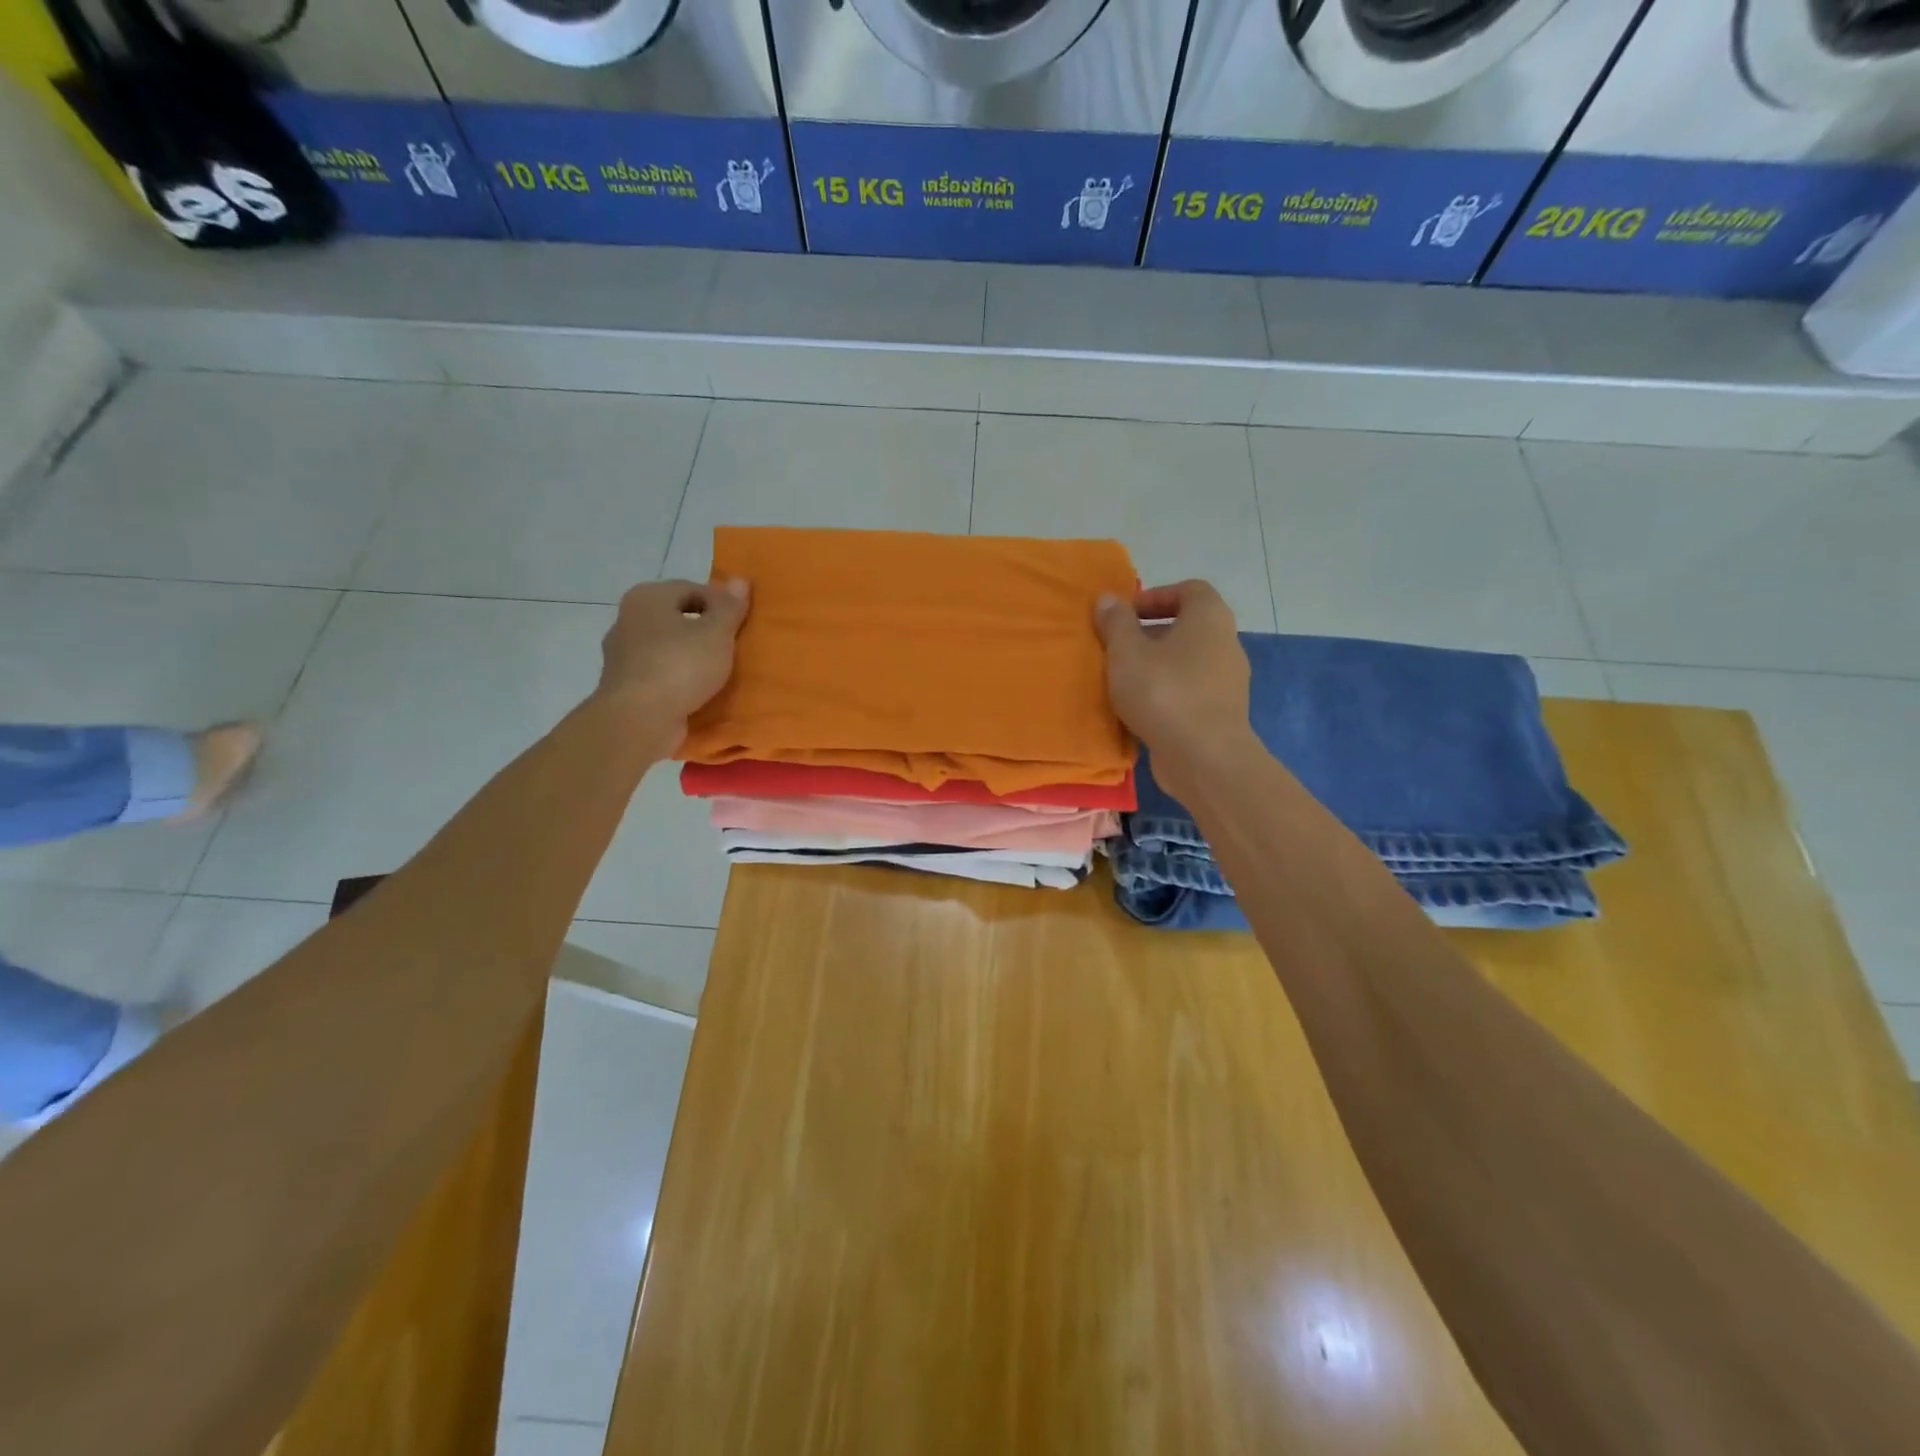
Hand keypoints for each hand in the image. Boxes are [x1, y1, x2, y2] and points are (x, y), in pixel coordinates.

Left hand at [597, 578, 749, 751]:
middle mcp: (628, 618)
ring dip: (690, 656)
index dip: (720, 604)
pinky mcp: (624, 684)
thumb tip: (740, 579)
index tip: (740, 625)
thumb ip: (729, 607)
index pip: (692, 588)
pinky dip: (677, 678)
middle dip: (704, 630)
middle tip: (731, 647)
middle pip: (677, 617)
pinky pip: (659, 673)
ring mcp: (622, 654)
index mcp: (647, 597)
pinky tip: (696, 691)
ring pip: (667, 646)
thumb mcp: (716, 633)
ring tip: (717, 671)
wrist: (639, 719)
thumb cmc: (680, 666)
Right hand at [1094, 580, 1251, 771]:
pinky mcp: (1222, 713)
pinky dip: (1167, 693)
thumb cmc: (1164, 692)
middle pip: (1188, 627)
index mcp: (1209, 617)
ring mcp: (1228, 681)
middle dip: (1151, 634)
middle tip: (1119, 648)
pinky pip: (1190, 691)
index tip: (1127, 614)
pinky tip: (1142, 710)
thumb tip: (1107, 598)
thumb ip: (1116, 622)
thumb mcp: (1127, 652)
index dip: (1157, 596)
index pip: (1190, 590)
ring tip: (1125, 681)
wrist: (1205, 757)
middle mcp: (1226, 643)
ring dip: (1157, 666)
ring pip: (1188, 662)